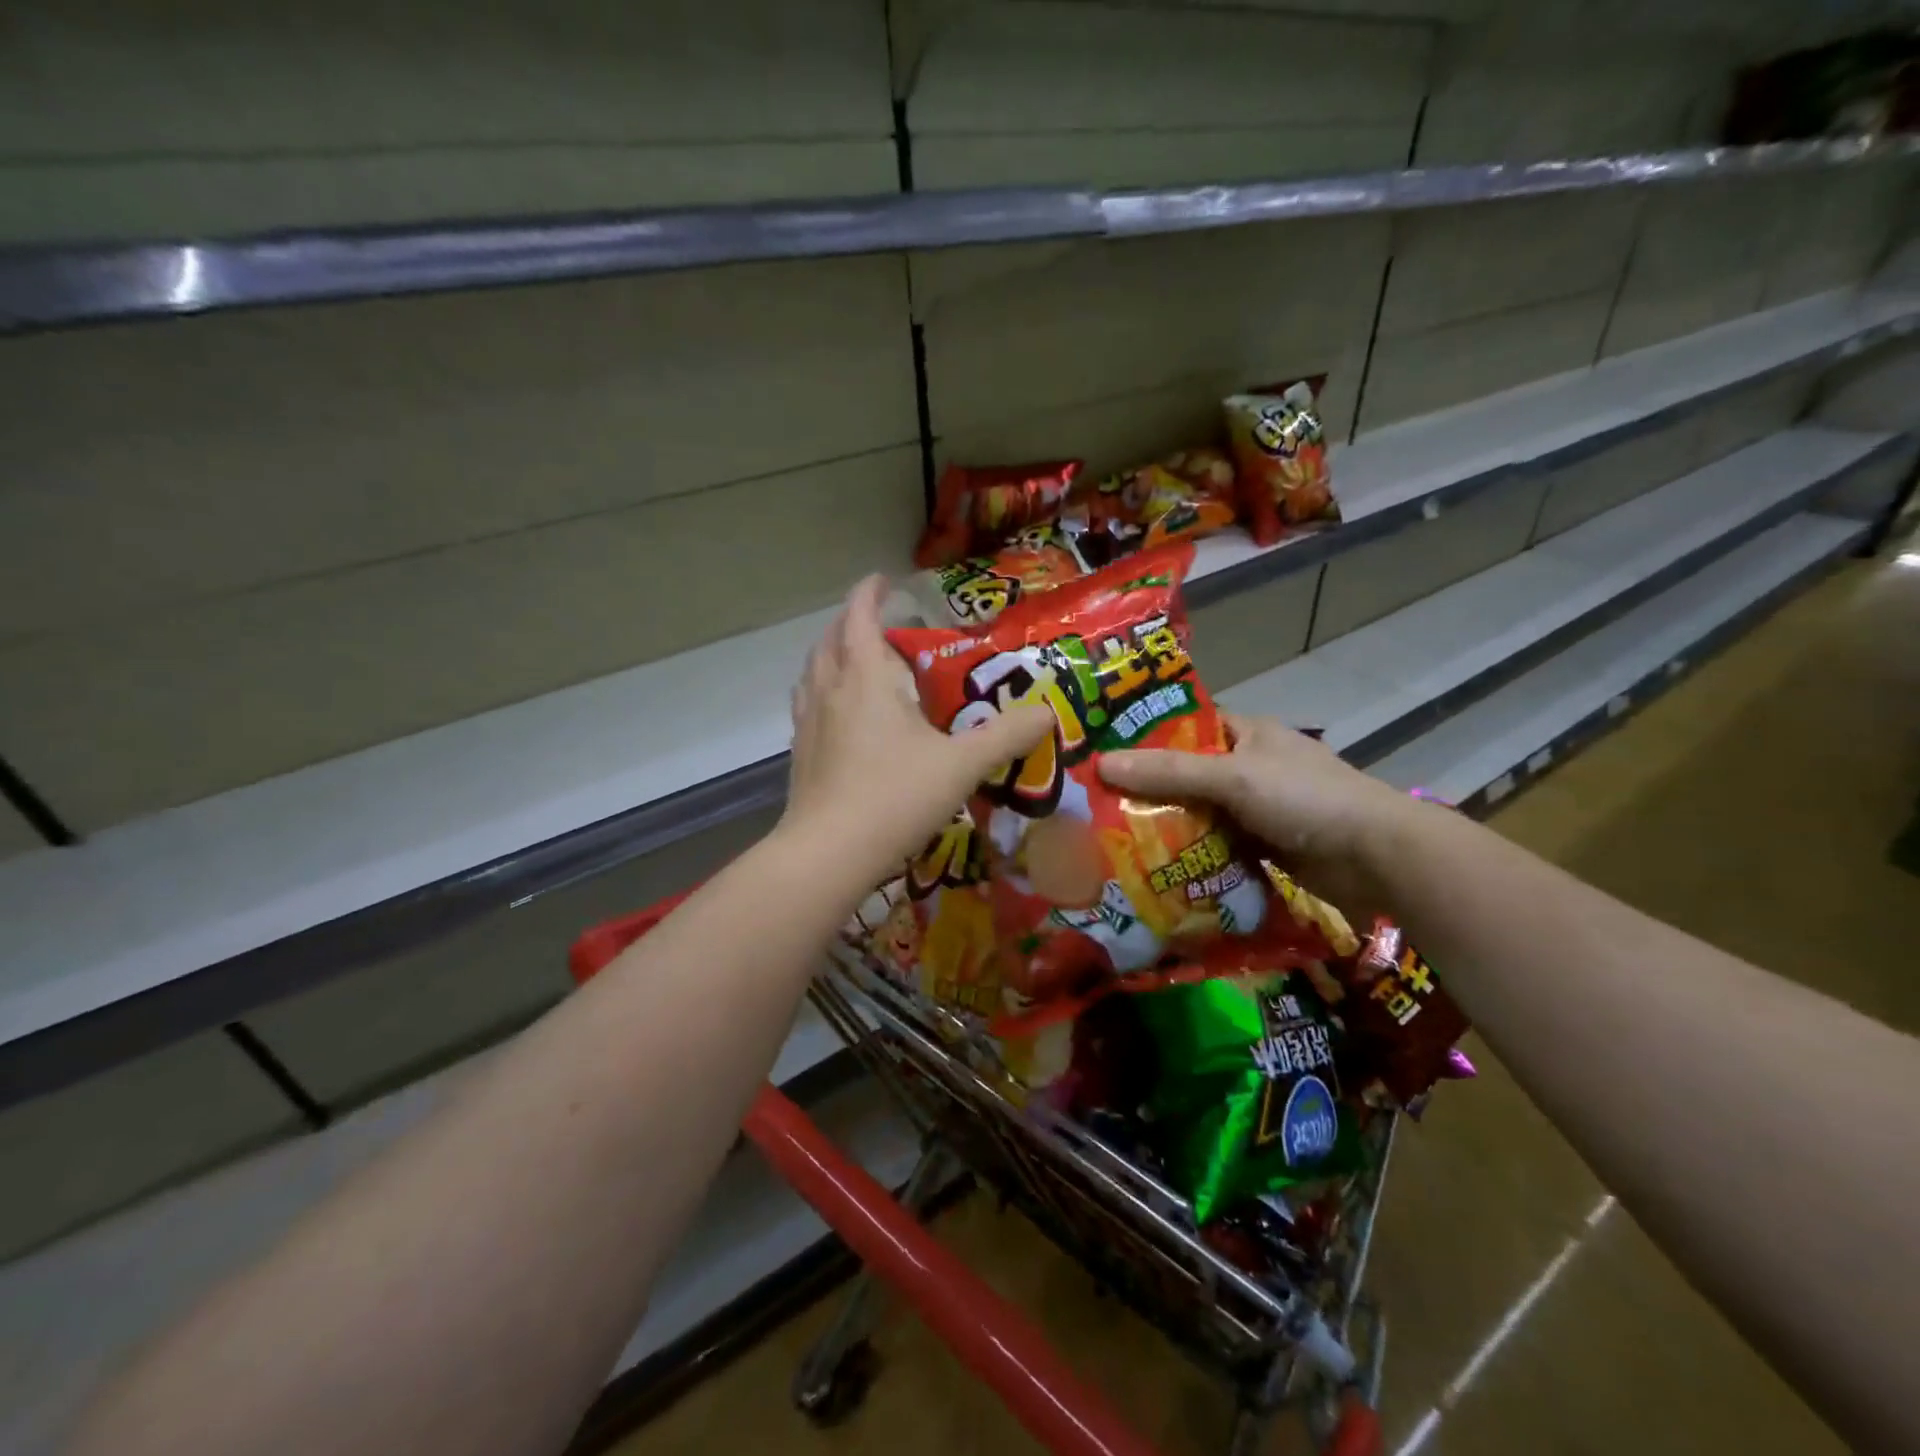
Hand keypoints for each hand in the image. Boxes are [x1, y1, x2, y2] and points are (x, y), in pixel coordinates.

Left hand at [781, 576, 1052, 887]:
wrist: (829, 854)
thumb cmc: (895, 798)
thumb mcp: (961, 765)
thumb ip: (1006, 736)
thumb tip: (1048, 712)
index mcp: (864, 679)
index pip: (860, 617)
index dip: (869, 593)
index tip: (883, 578)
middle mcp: (830, 691)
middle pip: (831, 640)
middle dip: (851, 621)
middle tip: (876, 620)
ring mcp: (808, 724)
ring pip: (813, 672)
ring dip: (831, 655)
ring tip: (853, 660)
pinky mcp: (800, 754)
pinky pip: (808, 705)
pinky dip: (822, 692)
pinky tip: (838, 715)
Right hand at [1099, 711, 1420, 916]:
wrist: (1376, 857)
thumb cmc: (1305, 799)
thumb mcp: (1233, 777)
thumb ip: (1169, 771)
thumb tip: (1101, 764)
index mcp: (1247, 733)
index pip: (1186, 726)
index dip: (1146, 736)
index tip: (1103, 753)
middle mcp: (1250, 766)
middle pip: (1187, 773)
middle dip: (1149, 788)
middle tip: (1097, 803)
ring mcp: (1258, 808)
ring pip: (1200, 812)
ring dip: (1168, 826)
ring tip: (1113, 837)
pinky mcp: (1264, 845)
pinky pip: (1217, 845)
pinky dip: (1193, 854)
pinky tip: (1156, 866)